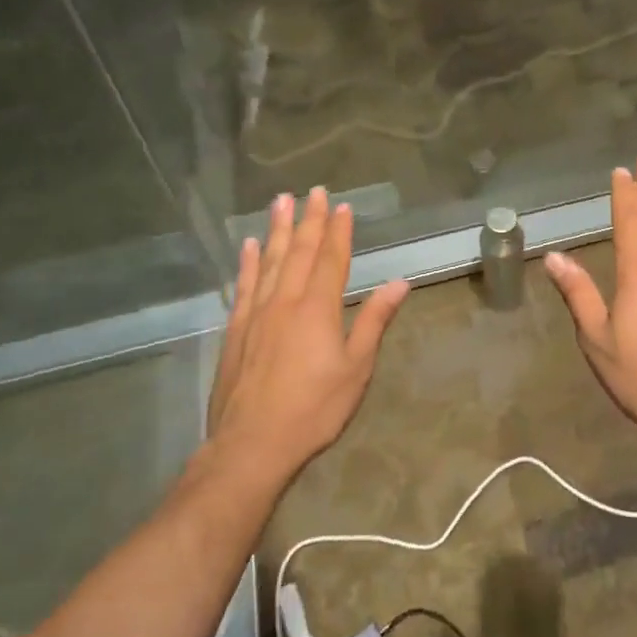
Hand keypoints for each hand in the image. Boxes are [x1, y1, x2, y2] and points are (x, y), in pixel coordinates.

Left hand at [208, 188, 408, 479]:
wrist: (251, 446)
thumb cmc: (313, 409)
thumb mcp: (356, 369)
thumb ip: (375, 321)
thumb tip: (400, 282)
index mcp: (318, 308)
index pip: (332, 258)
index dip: (338, 230)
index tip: (342, 205)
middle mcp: (286, 300)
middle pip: (301, 251)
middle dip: (310, 219)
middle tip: (314, 190)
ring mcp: (257, 313)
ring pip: (270, 260)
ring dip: (278, 229)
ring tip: (281, 201)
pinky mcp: (236, 330)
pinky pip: (244, 285)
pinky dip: (248, 262)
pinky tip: (249, 245)